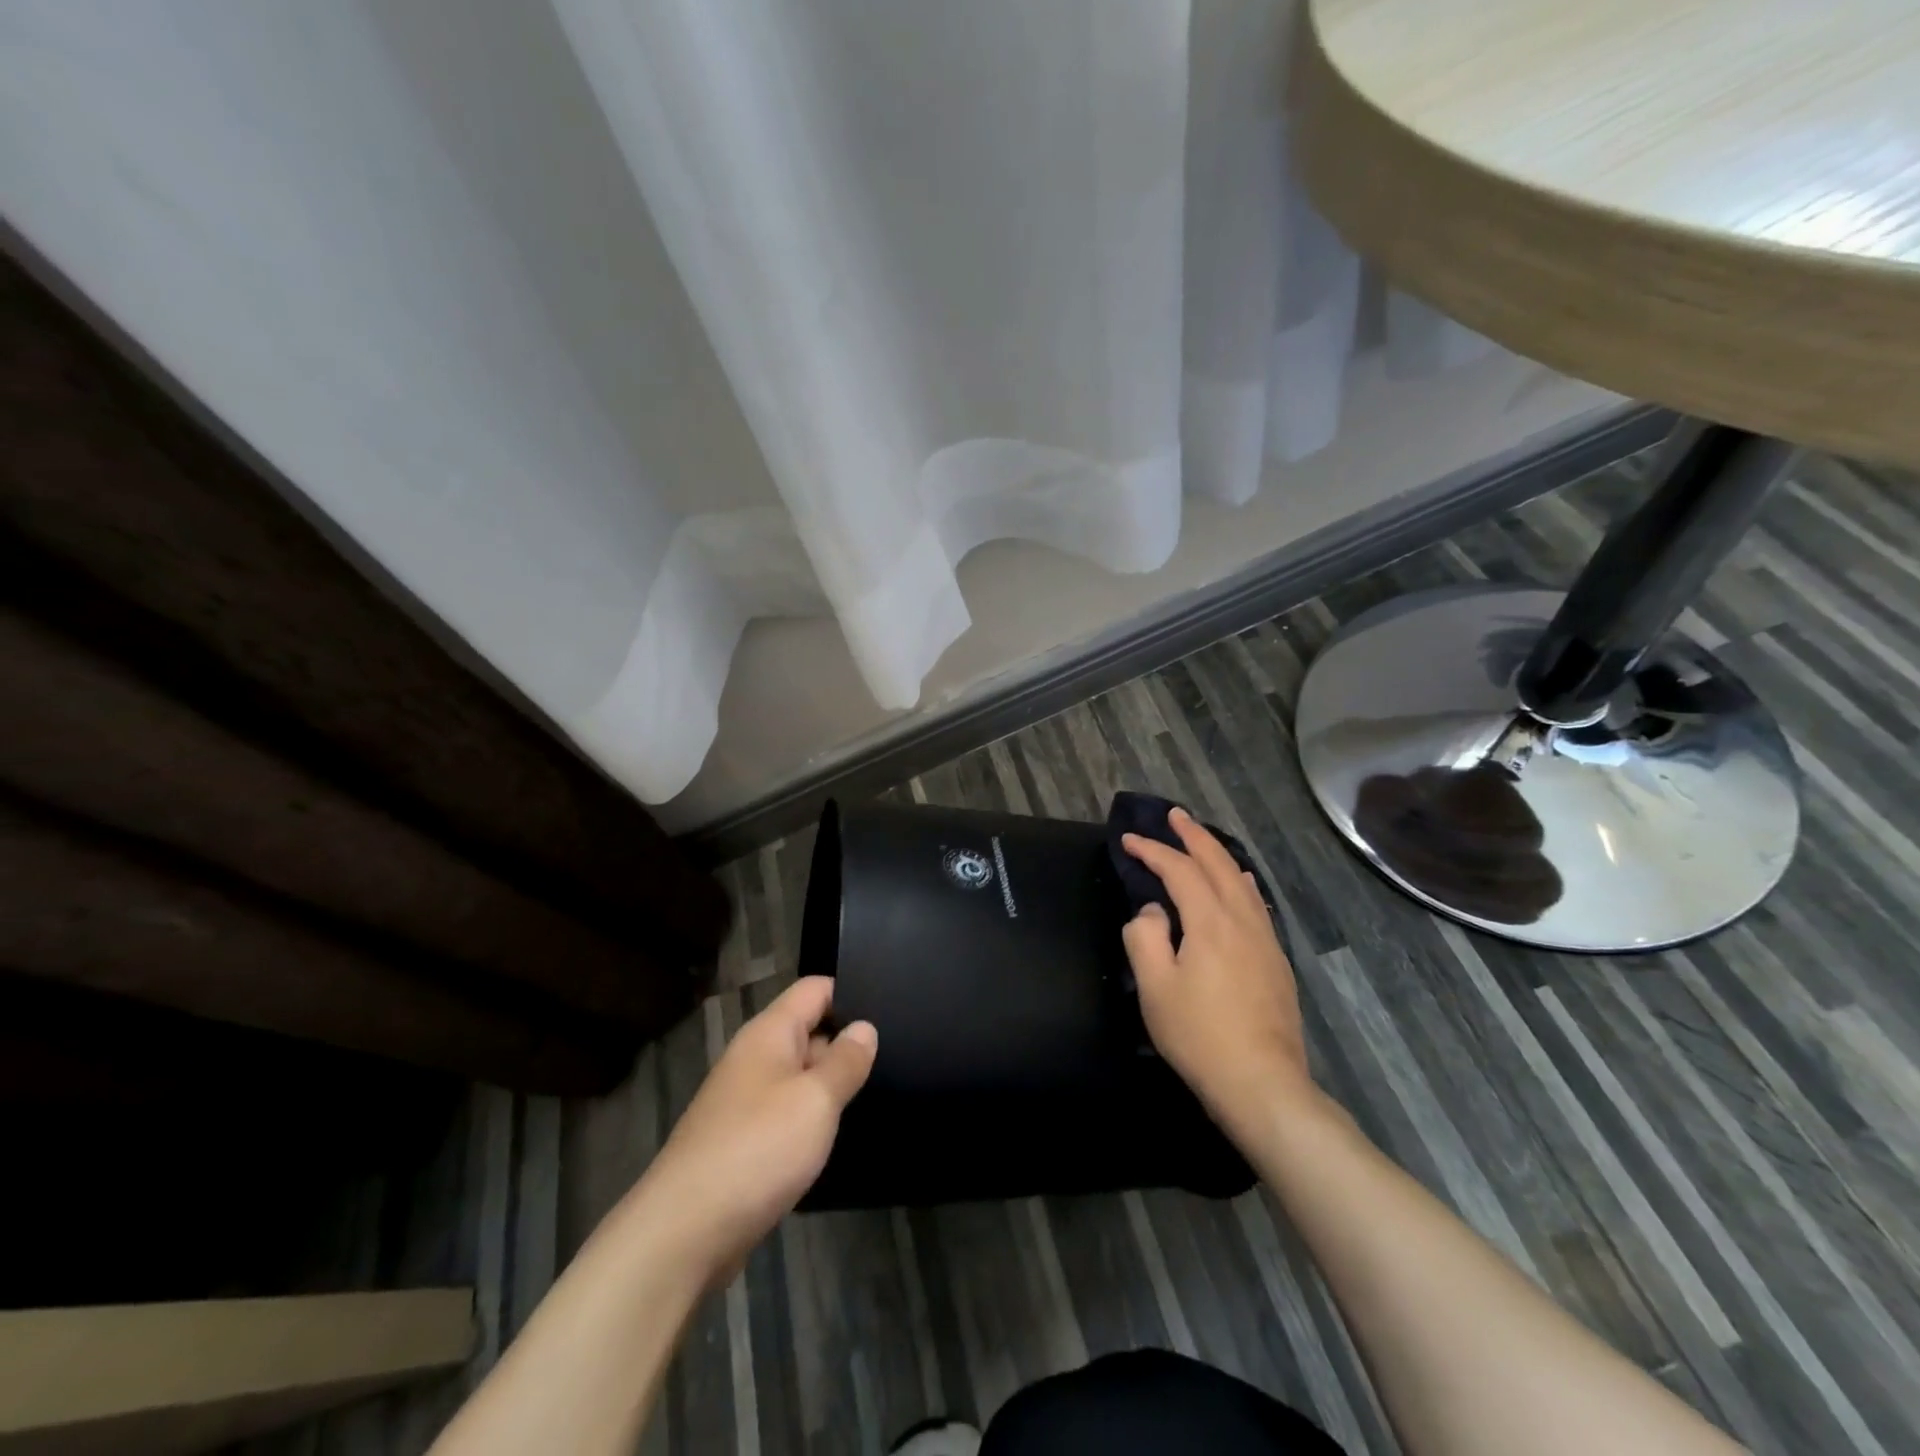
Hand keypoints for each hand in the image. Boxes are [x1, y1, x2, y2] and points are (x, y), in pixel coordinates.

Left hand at [627, 976, 875, 1283]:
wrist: (683, 1234)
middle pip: (809, 1031)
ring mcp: (745, 1102)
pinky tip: (842, 1136)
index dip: (852, 992)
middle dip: (847, 1042)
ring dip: (831, 1085)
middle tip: (899, 1053)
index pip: (814, 989)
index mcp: (769, 1033)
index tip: (892, 1008)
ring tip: (882, 1091)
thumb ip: (845, 1061)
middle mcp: (754, 1058)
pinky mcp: (743, 1143)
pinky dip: (812, 1121)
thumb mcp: (815, 1100)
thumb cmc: (757, 1150)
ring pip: (800, 1077)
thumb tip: (865, 1027)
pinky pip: (787, 1115)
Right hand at [1121, 807, 1314, 1130]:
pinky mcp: (1276, 961)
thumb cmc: (1199, 1035)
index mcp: (1210, 922)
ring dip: (1219, 855)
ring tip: (1202, 842)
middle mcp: (1242, 920)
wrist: (1262, 1083)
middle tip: (1174, 816)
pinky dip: (1240, 882)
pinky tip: (1242, 885)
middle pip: (1219, 864)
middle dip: (1194, 836)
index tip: (1129, 840)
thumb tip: (1153, 910)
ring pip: (1242, 881)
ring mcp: (1265, 940)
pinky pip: (1256, 904)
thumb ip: (1145, 936)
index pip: (1179, 870)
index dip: (1153, 850)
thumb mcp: (1155, 987)